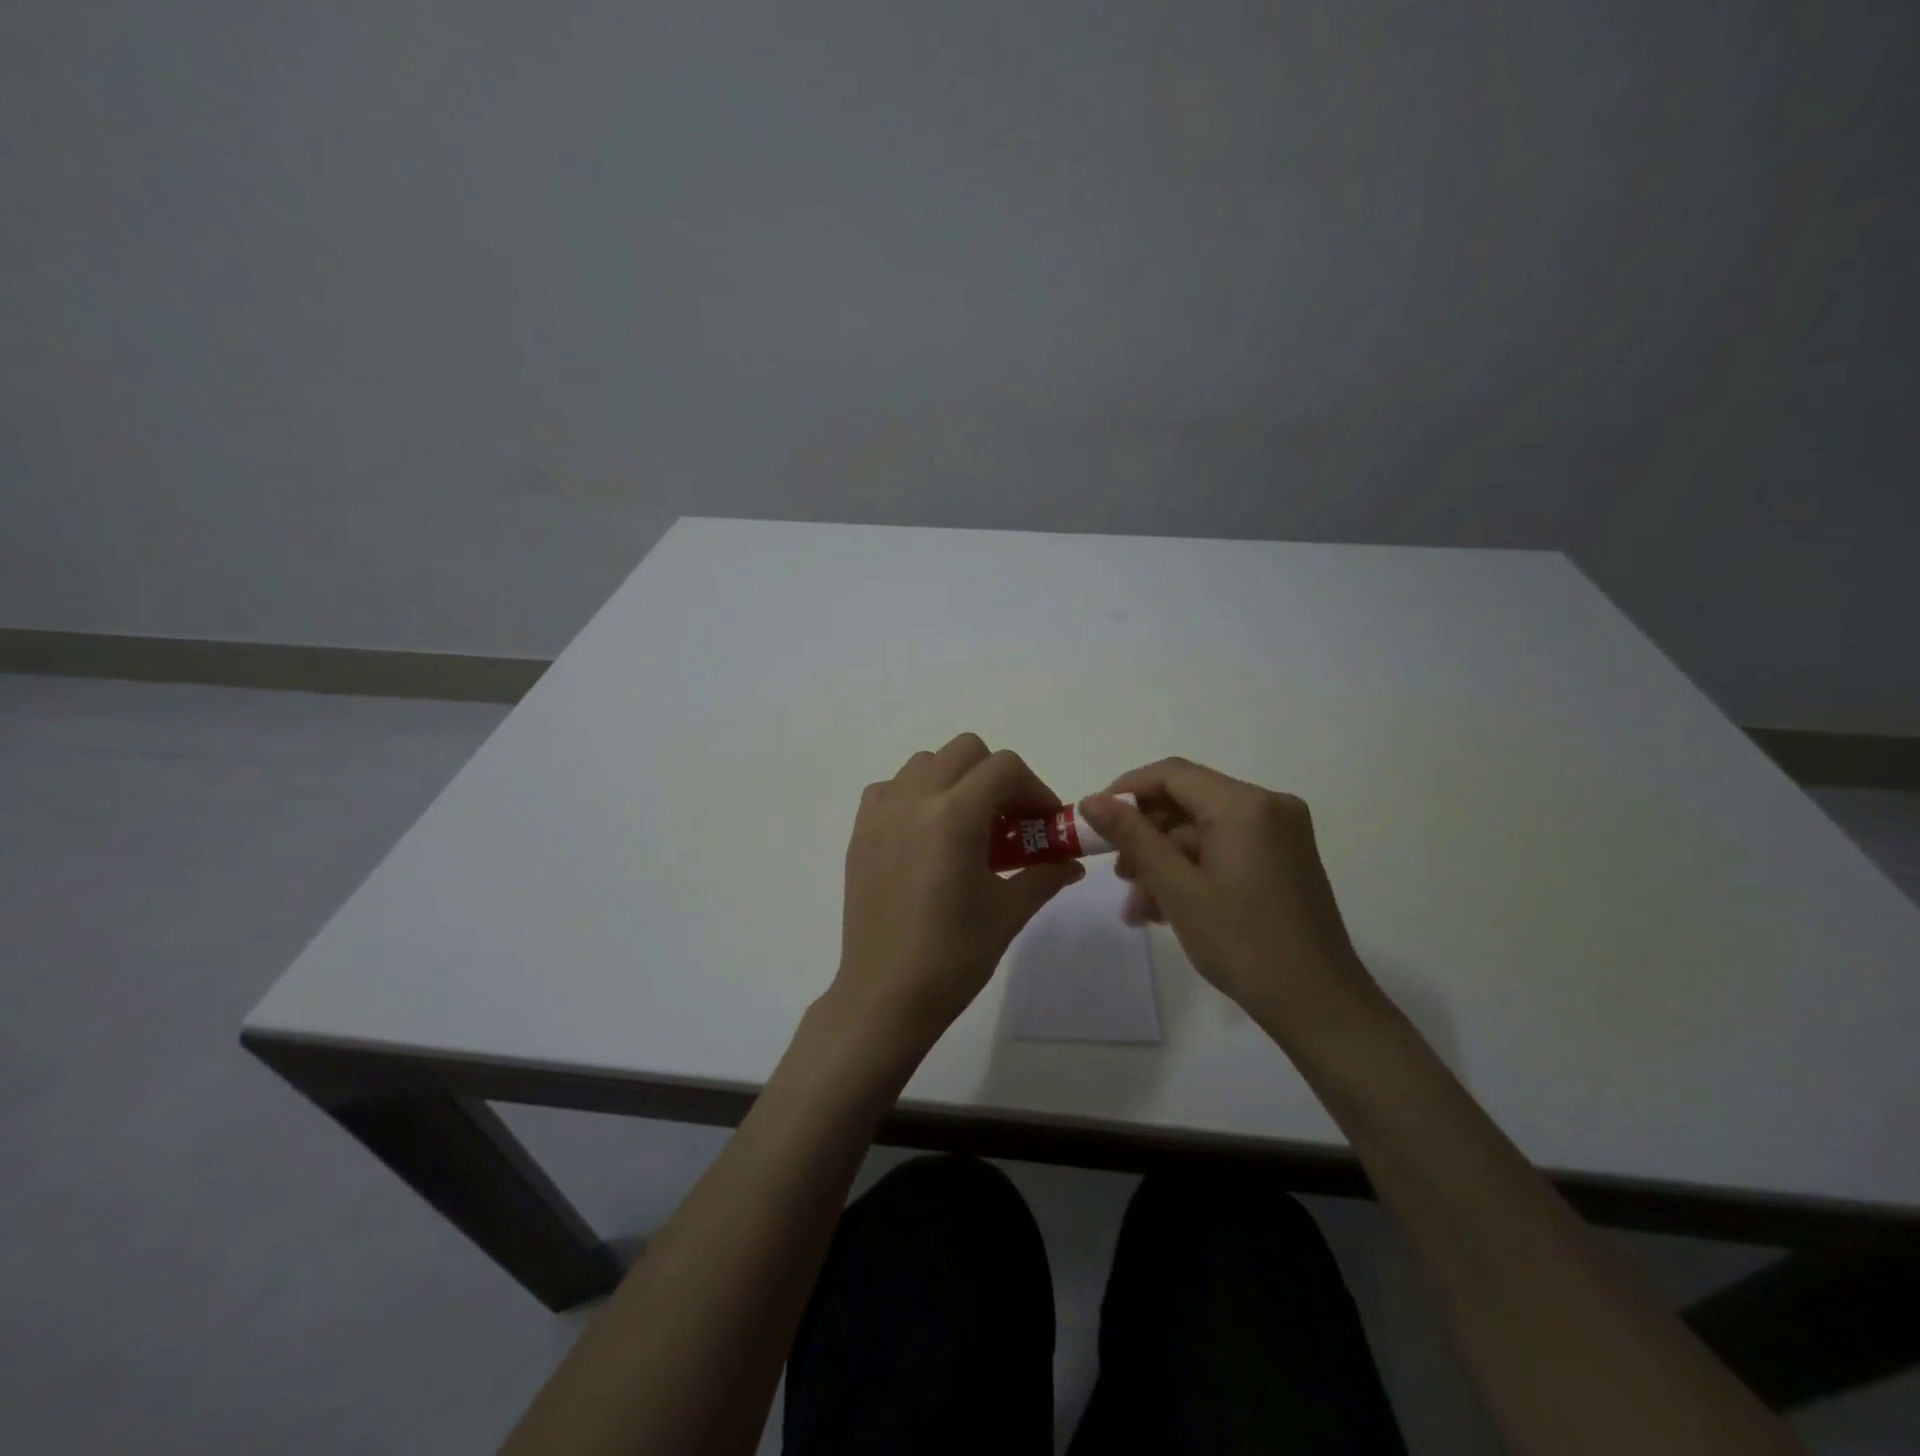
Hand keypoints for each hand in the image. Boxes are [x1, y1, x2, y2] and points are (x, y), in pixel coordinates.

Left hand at [829, 733, 1084, 1059]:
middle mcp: (914, 799)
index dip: (1034, 789)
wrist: (884, 995)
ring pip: (926, 763)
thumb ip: (1044, 875)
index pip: (1004, 767)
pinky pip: (892, 788)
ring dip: (956, 781)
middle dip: (997, 777)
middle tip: (1010, 822)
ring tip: (968, 828)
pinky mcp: (860, 831)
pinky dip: (917, 795)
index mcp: (953, 815)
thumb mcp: (1008, 913)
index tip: (1044, 824)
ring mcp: (881, 813)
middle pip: (965, 751)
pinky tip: (927, 835)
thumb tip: (1071, 862)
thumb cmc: (952, 957)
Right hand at [1080, 758, 1380, 1042]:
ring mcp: (1280, 834)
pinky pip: (1225, 850)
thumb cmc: (1243, 943)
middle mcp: (1268, 806)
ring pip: (1203, 831)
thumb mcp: (1176, 888)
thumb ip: (1132, 836)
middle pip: (1188, 802)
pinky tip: (1166, 910)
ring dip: (1165, 862)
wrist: (1319, 1005)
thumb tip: (1091, 800)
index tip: (1093, 822)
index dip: (1126, 791)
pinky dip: (1193, 871)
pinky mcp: (1284, 859)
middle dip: (1145, 837)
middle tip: (1117, 875)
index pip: (1172, 774)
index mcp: (1245, 805)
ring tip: (1137, 907)